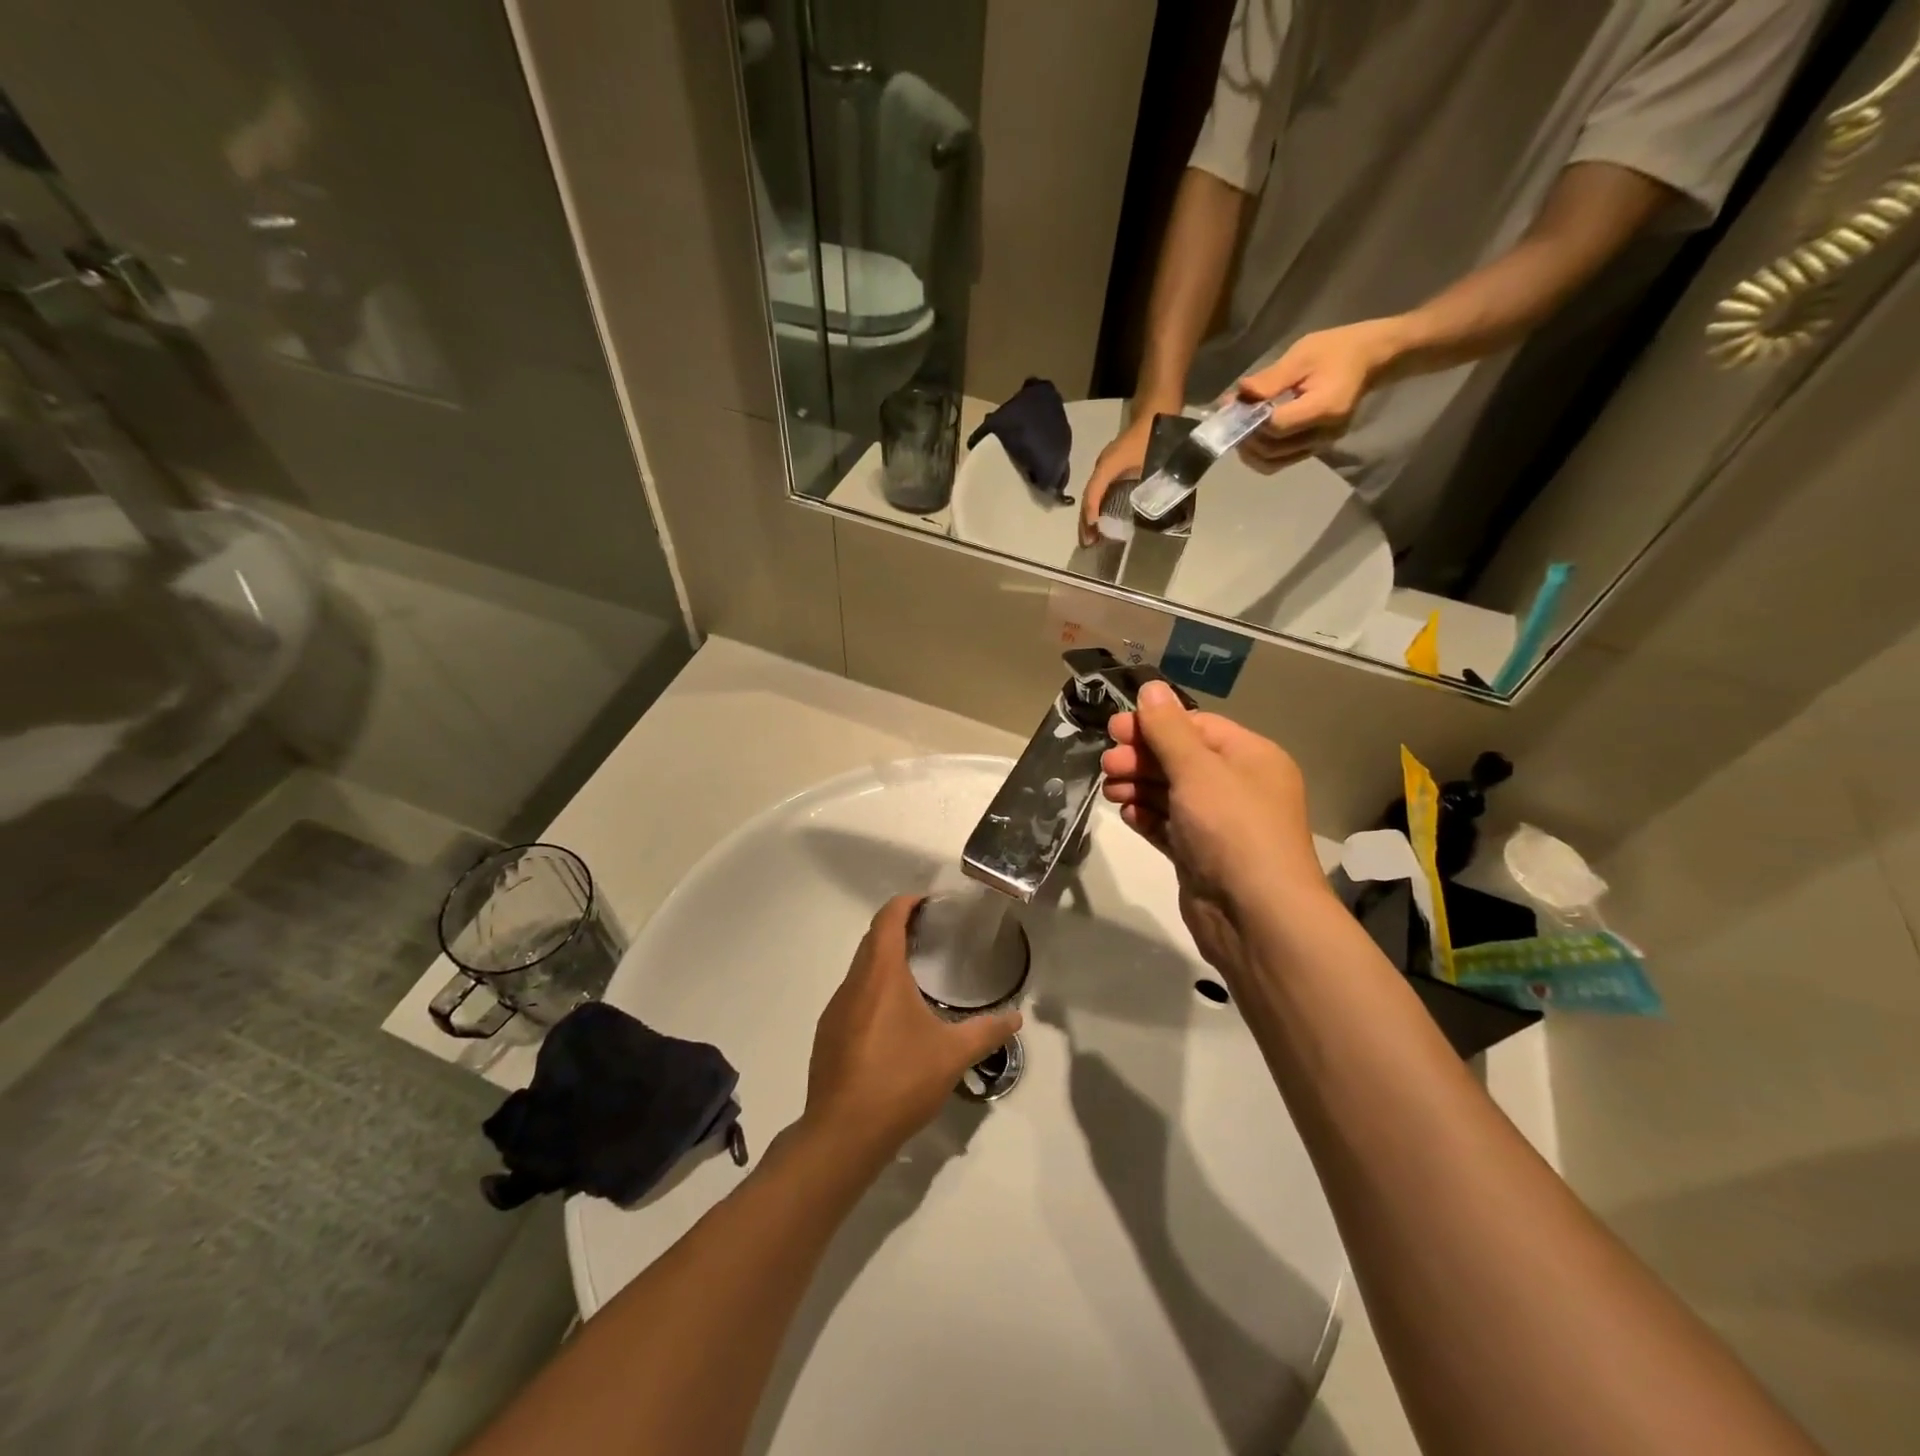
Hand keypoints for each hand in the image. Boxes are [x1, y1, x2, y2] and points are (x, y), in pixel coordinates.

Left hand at [803, 896, 1021, 1163]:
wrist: (843, 1133)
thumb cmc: (900, 1081)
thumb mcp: (953, 1056)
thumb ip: (987, 1032)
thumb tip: (1017, 1018)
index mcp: (881, 975)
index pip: (888, 920)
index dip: (906, 903)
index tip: (928, 902)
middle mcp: (853, 984)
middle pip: (872, 940)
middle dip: (897, 928)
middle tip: (930, 934)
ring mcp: (836, 1009)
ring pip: (860, 969)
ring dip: (884, 960)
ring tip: (915, 973)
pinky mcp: (828, 1035)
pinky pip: (852, 996)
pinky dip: (873, 989)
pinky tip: (893, 1018)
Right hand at [1078, 408, 1157, 545]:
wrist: (1157, 409)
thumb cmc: (1154, 435)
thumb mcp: (1154, 462)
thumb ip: (1151, 486)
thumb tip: (1148, 511)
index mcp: (1108, 465)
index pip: (1093, 493)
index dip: (1091, 513)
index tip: (1093, 533)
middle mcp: (1103, 466)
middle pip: (1089, 496)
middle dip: (1086, 521)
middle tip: (1088, 543)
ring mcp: (1107, 465)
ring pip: (1093, 494)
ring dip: (1091, 515)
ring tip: (1092, 535)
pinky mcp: (1114, 466)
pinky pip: (1101, 489)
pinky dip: (1099, 506)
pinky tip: (1103, 518)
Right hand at [1101, 682, 1328, 970]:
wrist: (1256, 917)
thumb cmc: (1231, 830)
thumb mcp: (1198, 770)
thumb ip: (1168, 729)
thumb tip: (1150, 688)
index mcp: (1250, 758)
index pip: (1196, 727)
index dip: (1154, 725)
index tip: (1114, 730)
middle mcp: (1238, 787)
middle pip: (1180, 760)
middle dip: (1141, 758)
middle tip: (1107, 765)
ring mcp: (1220, 825)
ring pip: (1171, 794)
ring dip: (1139, 787)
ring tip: (1111, 791)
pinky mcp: (1201, 856)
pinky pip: (1170, 826)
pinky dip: (1148, 818)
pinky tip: (1128, 816)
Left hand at [1233, 319, 1403, 473]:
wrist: (1372, 358)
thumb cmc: (1338, 349)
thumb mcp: (1303, 354)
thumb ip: (1270, 380)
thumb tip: (1238, 396)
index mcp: (1324, 408)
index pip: (1276, 427)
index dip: (1251, 420)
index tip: (1235, 404)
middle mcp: (1323, 435)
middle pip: (1271, 450)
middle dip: (1246, 436)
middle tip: (1232, 415)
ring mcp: (1320, 446)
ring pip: (1272, 462)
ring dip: (1250, 449)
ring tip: (1241, 425)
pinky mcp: (1315, 449)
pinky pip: (1281, 460)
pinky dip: (1262, 452)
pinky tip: (1254, 433)